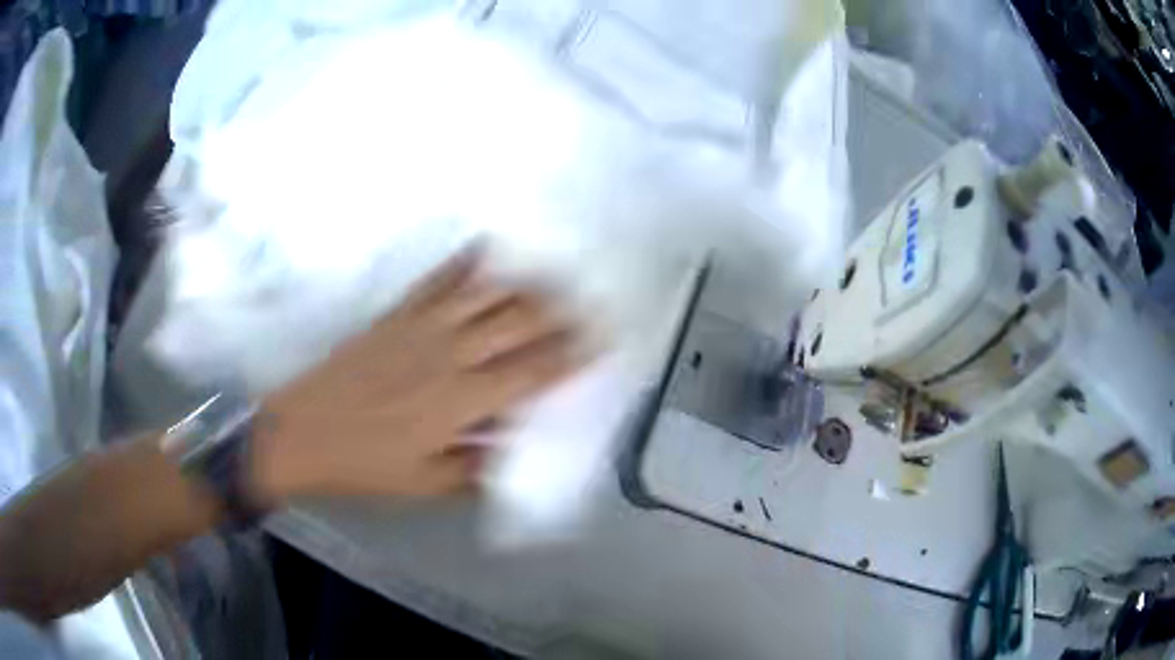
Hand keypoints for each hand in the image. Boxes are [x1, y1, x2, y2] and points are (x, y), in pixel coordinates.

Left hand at [249, 246, 582, 501]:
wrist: (301, 431)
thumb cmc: (364, 464)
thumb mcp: (425, 484)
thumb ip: (475, 467)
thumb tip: (514, 449)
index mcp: (460, 401)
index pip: (532, 371)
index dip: (571, 354)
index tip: (602, 339)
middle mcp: (449, 355)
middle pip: (517, 322)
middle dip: (561, 310)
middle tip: (591, 300)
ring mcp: (421, 326)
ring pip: (486, 294)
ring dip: (526, 281)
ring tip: (556, 271)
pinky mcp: (397, 314)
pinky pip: (439, 280)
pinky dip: (467, 262)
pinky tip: (489, 247)